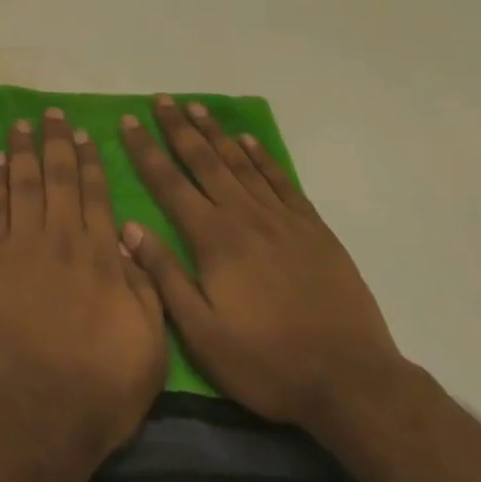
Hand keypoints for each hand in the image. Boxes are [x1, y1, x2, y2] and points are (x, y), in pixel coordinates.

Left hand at [0, 110, 167, 455]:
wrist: (35, 411)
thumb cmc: (99, 387)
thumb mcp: (149, 346)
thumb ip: (144, 288)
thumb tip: (131, 242)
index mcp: (102, 256)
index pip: (96, 195)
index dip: (90, 162)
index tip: (85, 135)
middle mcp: (62, 238)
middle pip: (58, 177)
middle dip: (57, 142)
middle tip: (53, 115)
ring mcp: (21, 245)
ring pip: (23, 182)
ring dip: (24, 149)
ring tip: (23, 123)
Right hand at [118, 97, 403, 428]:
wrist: (352, 381)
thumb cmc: (267, 362)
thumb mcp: (202, 333)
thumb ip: (165, 276)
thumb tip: (128, 227)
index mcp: (213, 239)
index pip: (169, 183)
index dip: (146, 150)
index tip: (129, 121)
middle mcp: (244, 216)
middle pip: (204, 161)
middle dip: (178, 128)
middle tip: (161, 100)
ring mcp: (282, 219)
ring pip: (240, 163)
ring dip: (215, 133)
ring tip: (196, 107)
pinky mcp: (313, 229)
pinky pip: (281, 181)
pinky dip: (262, 157)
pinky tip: (248, 140)